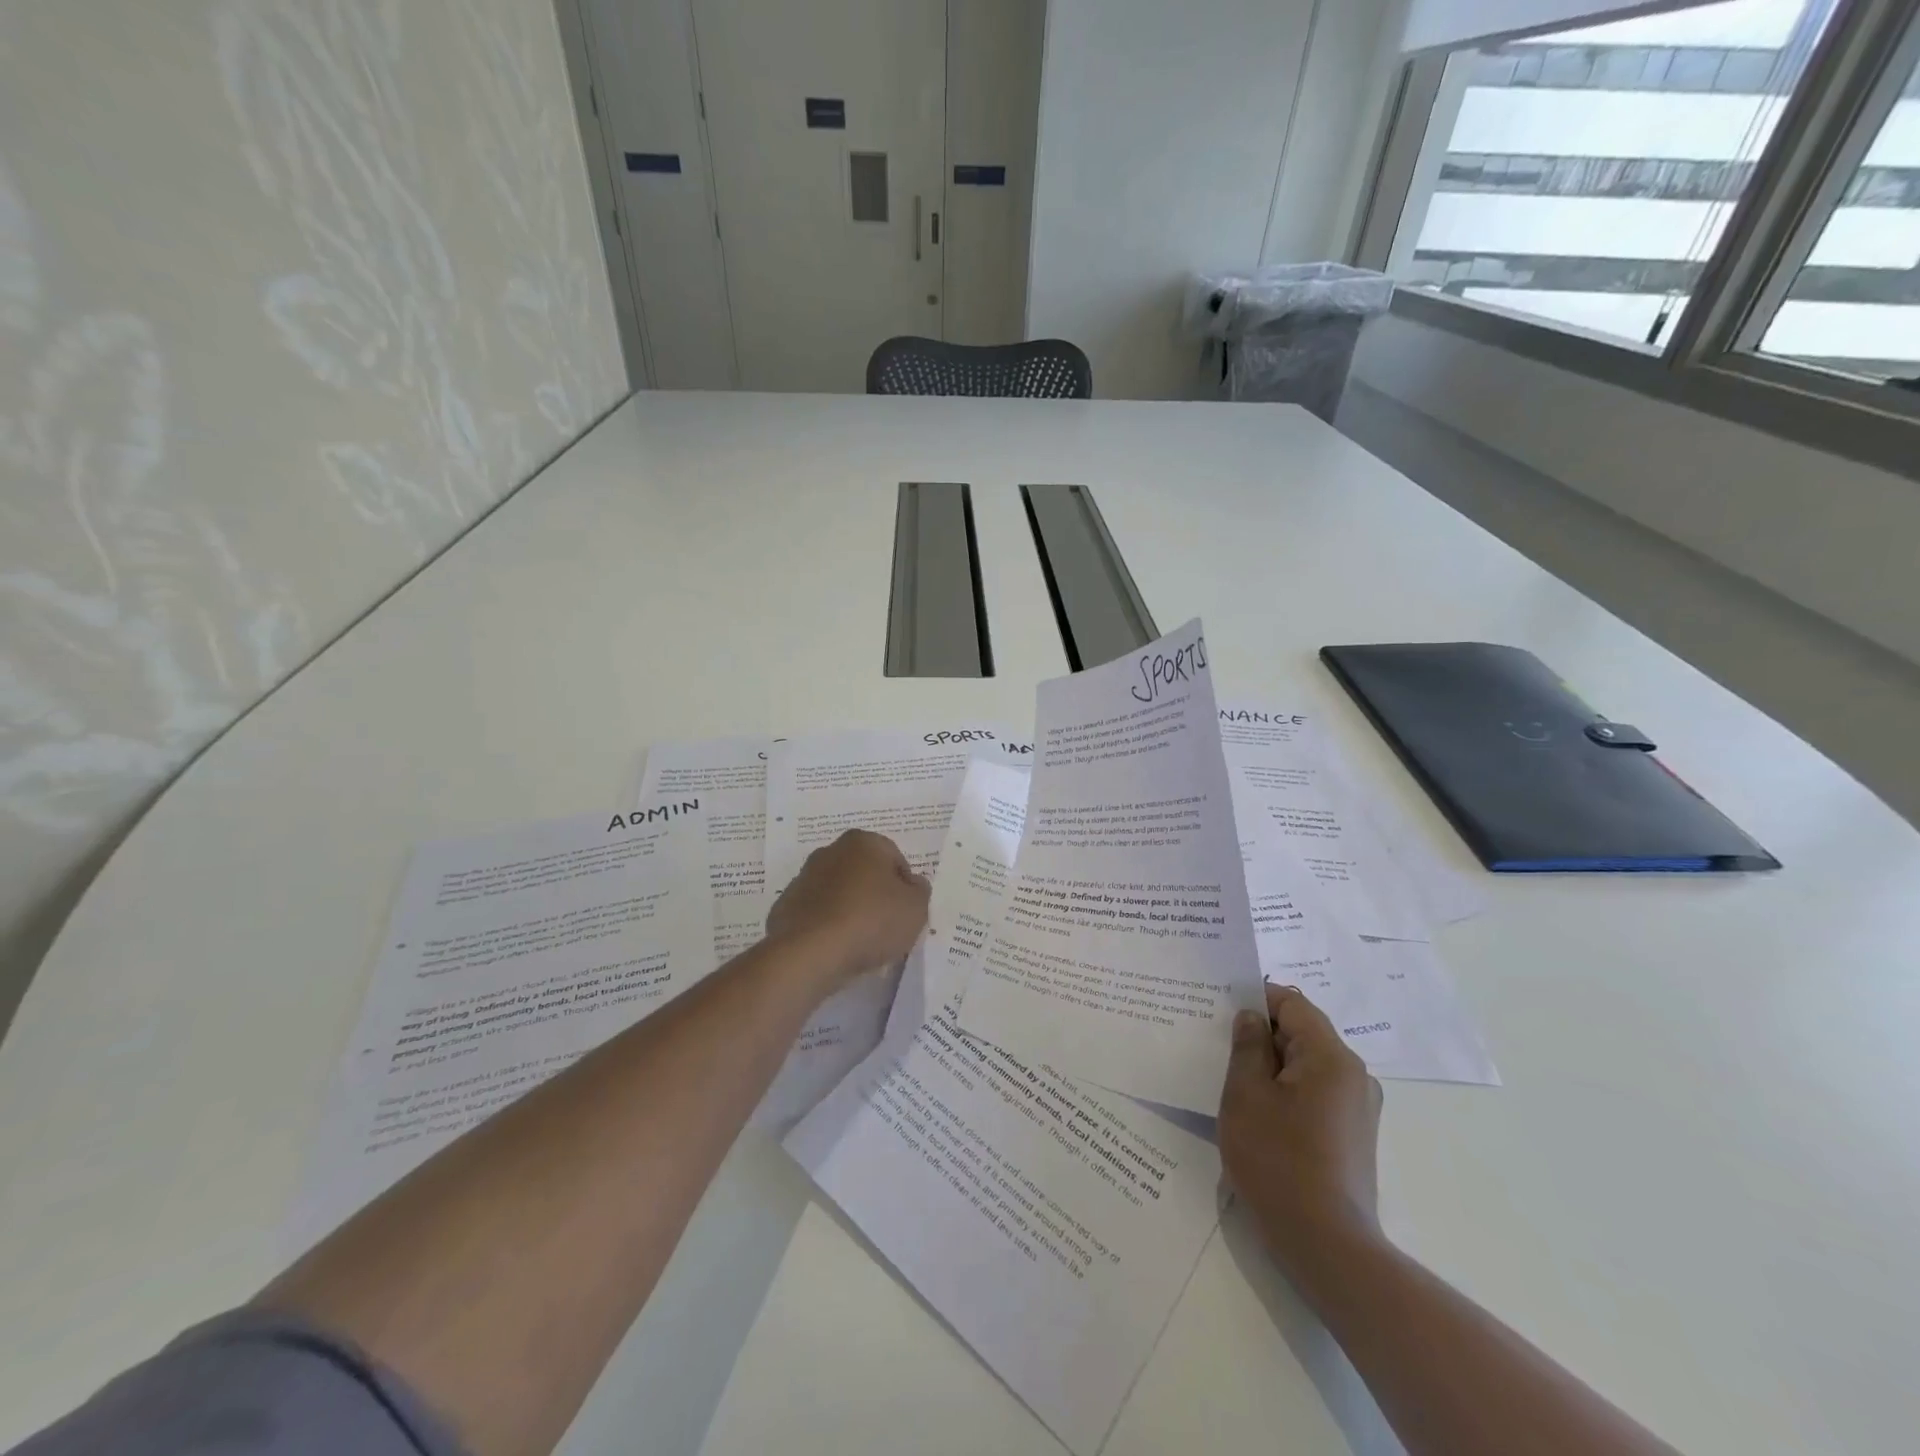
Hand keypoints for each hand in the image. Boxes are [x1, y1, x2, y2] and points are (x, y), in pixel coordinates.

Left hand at [765, 829, 930, 987]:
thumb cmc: (871, 921)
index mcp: (863, 842)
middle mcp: (830, 852)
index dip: (905, 887)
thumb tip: (912, 884)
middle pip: (864, 873)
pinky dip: (827, 927)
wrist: (810, 953)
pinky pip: (818, 914)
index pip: (895, 859)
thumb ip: (919, 890)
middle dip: (876, 895)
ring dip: (850, 911)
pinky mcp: (786, 907)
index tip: (906, 912)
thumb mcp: (916, 907)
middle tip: (887, 927)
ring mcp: (803, 879)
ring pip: (839, 894)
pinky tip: (836, 948)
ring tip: (861, 943)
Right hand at [1219, 984, 1383, 1271]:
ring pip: (1307, 1065)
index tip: (1220, 1010)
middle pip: (1302, 1033)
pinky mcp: (1353, 1135)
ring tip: (1235, 1083)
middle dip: (1261, 1035)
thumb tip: (1252, 1018)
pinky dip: (1287, 1092)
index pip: (1292, 1004)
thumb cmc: (1278, 1161)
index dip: (1256, 1000)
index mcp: (1331, 1057)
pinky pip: (1316, 1092)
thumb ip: (1248, 1046)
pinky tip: (1260, 1115)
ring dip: (1272, 1067)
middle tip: (1218, 1046)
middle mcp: (1354, 1075)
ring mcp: (1358, 1108)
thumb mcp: (1246, 1095)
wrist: (1326, 1247)